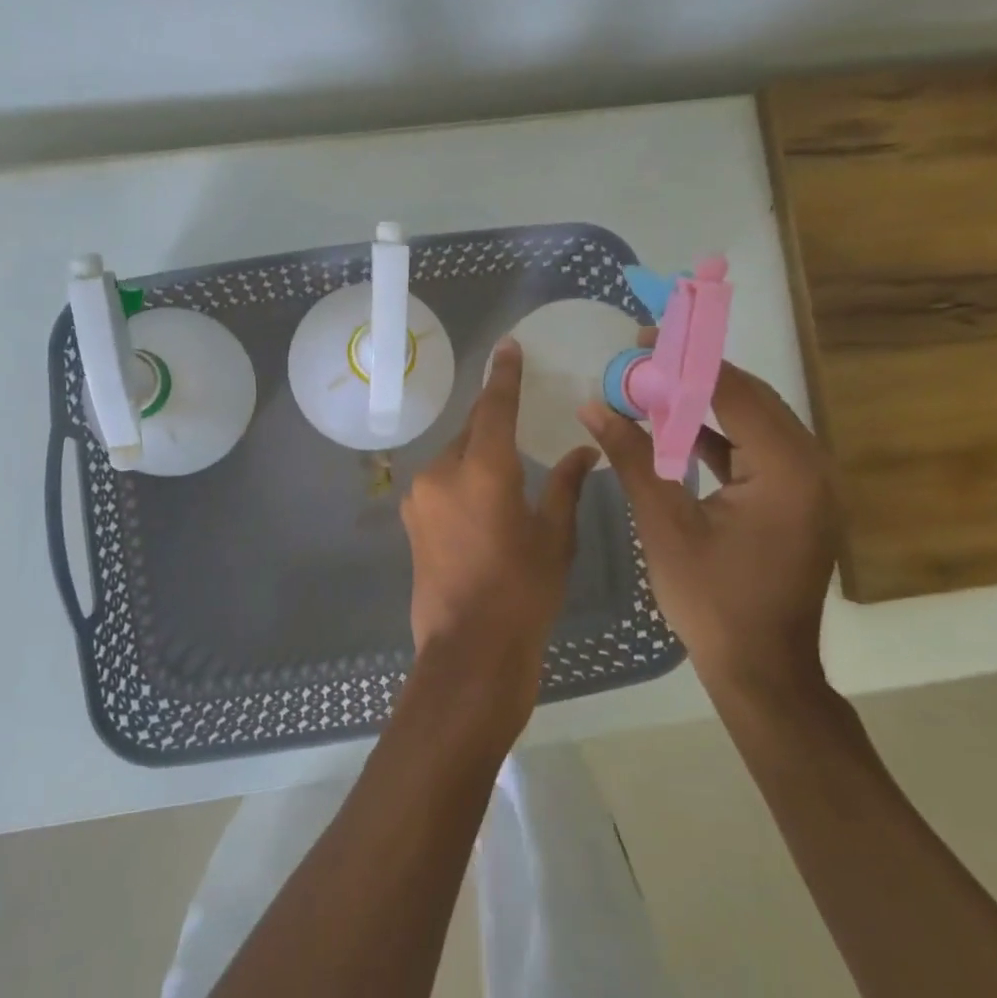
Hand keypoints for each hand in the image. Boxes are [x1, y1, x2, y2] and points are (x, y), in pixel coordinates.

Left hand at [401, 339, 598, 719]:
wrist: (469, 650)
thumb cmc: (524, 593)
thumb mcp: (555, 537)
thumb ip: (567, 485)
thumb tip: (586, 450)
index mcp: (482, 469)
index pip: (494, 406)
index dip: (503, 374)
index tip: (507, 347)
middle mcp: (442, 471)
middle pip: (471, 431)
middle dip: (494, 424)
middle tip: (521, 427)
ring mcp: (419, 495)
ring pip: (453, 457)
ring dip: (477, 456)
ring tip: (505, 477)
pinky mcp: (410, 518)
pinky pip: (441, 482)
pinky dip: (461, 479)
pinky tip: (481, 503)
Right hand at [577, 352, 837, 706]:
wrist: (762, 671)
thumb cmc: (712, 601)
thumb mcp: (664, 525)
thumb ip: (632, 458)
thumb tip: (594, 406)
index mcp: (786, 470)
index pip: (734, 392)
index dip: (685, 361)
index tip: (643, 339)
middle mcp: (809, 467)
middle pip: (750, 398)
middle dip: (695, 374)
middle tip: (644, 356)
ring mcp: (808, 486)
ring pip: (754, 421)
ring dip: (706, 402)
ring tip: (653, 384)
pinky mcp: (796, 501)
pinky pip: (756, 450)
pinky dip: (718, 435)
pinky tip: (676, 429)